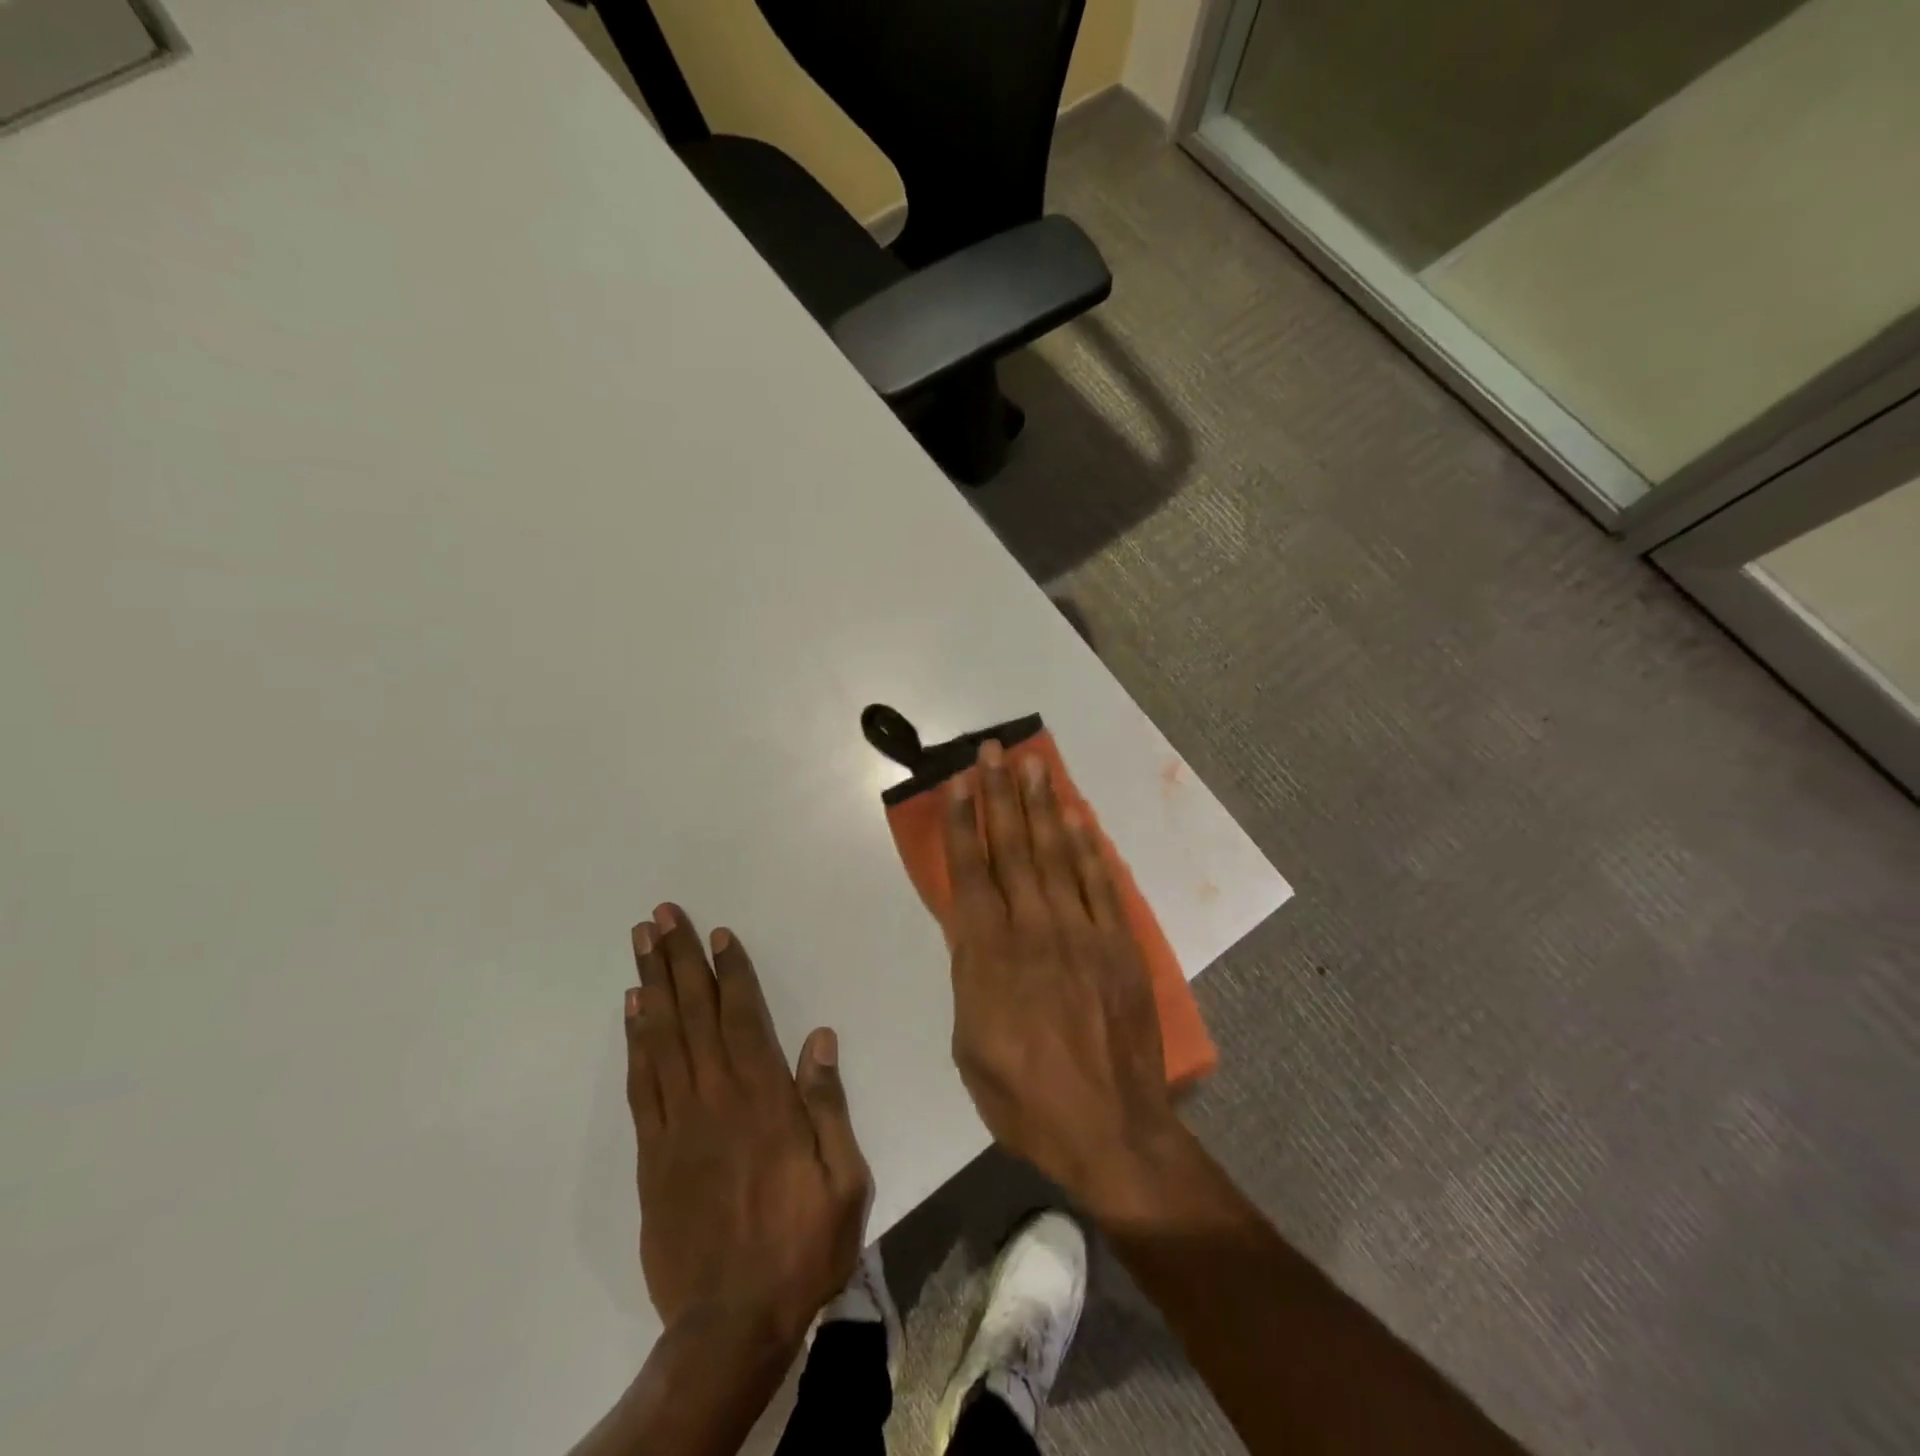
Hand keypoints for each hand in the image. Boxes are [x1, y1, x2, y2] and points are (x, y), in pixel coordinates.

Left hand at [624, 904, 870, 1346]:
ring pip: (662, 1039)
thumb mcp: (842, 1179)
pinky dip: (635, 1041)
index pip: (744, 1018)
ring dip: (652, 985)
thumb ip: (828, 1105)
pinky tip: (633, 1011)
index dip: (730, 972)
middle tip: (662, 916)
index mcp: (764, 1099)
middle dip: (678, 960)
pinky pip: (641, 1084)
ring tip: (641, 944)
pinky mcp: (652, 1154)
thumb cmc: (800, 1245)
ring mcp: (678, 1124)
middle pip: (694, 1014)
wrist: (730, 1322)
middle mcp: (716, 1098)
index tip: (717, 934)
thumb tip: (818, 1039)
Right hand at [943, 742, 1182, 1207]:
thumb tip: (972, 931)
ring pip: (1056, 854)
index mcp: (989, 955)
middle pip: (1013, 848)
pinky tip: (1078, 817)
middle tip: (993, 752)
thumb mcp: (969, 1045)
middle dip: (1000, 795)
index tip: (958, 784)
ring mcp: (1081, 931)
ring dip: (1043, 806)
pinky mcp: (1118, 944)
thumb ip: (970, 977)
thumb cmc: (1024, 1099)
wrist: (1110, 1129)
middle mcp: (1033, 929)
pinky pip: (1100, 882)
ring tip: (1034, 765)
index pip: (971, 873)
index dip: (962, 823)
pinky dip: (1088, 846)